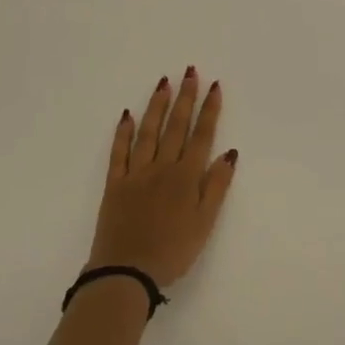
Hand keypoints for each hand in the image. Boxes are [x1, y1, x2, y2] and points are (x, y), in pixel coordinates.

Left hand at [86, 68, 237, 288]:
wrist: (126, 273)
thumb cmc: (172, 251)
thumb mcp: (205, 223)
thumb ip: (216, 186)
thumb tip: (230, 152)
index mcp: (186, 176)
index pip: (202, 135)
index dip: (209, 110)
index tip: (214, 85)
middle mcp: (162, 167)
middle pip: (176, 126)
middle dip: (185, 98)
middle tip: (190, 71)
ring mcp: (136, 173)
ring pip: (148, 132)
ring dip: (157, 106)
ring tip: (164, 83)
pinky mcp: (115, 184)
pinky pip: (119, 152)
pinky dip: (123, 132)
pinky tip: (127, 115)